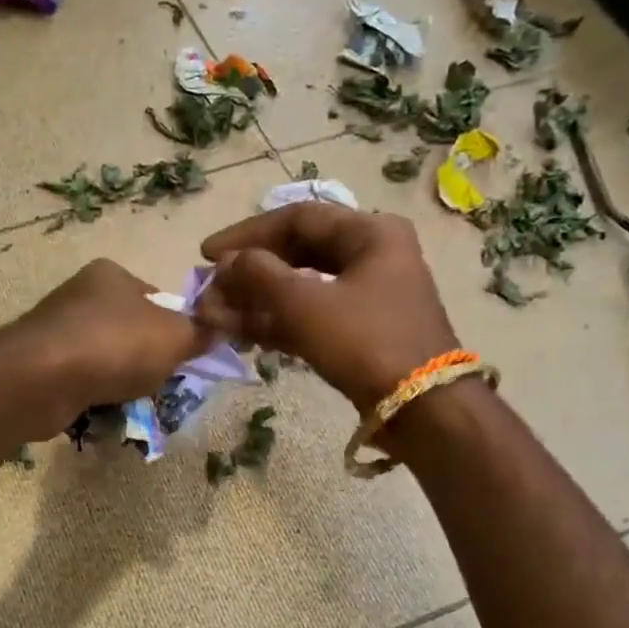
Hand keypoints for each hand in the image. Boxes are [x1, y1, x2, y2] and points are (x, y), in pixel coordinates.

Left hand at [10, 259, 214, 429]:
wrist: (43, 379)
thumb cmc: (115, 344)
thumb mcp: (175, 336)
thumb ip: (200, 333)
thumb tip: (219, 330)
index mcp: (111, 275)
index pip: (156, 297)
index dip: (176, 326)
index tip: (185, 355)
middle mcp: (81, 296)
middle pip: (131, 331)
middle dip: (148, 360)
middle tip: (162, 383)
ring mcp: (57, 332)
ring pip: (107, 360)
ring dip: (123, 383)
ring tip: (134, 402)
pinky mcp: (42, 367)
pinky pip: (83, 383)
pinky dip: (96, 397)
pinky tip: (105, 411)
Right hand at [197, 205, 457, 410]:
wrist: (421, 409)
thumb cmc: (365, 342)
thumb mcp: (306, 304)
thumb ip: (259, 276)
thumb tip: (227, 262)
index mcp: (369, 233)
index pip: (296, 218)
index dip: (247, 234)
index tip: (207, 254)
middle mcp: (371, 255)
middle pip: (297, 252)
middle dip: (249, 272)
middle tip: (211, 286)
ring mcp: (366, 295)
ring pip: (300, 287)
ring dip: (256, 301)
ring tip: (215, 315)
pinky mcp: (359, 330)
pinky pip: (310, 315)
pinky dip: (276, 322)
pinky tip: (240, 333)